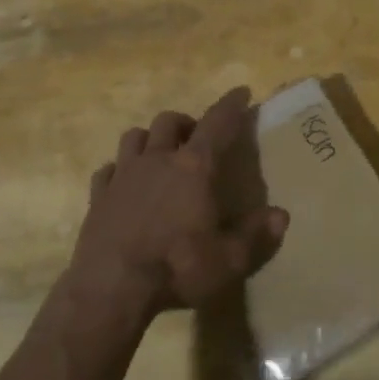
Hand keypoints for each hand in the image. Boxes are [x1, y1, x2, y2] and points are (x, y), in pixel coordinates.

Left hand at [65, 86, 288, 326]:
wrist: (111, 288)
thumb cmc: (177, 268)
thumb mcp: (229, 260)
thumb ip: (256, 235)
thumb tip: (281, 215)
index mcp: (194, 168)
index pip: (217, 123)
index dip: (231, 105)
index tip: (241, 91)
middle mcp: (157, 160)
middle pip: (169, 121)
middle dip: (186, 123)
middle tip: (196, 138)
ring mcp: (123, 175)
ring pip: (135, 136)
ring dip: (151, 139)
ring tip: (160, 154)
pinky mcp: (98, 196)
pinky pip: (108, 169)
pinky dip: (121, 169)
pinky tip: (126, 184)